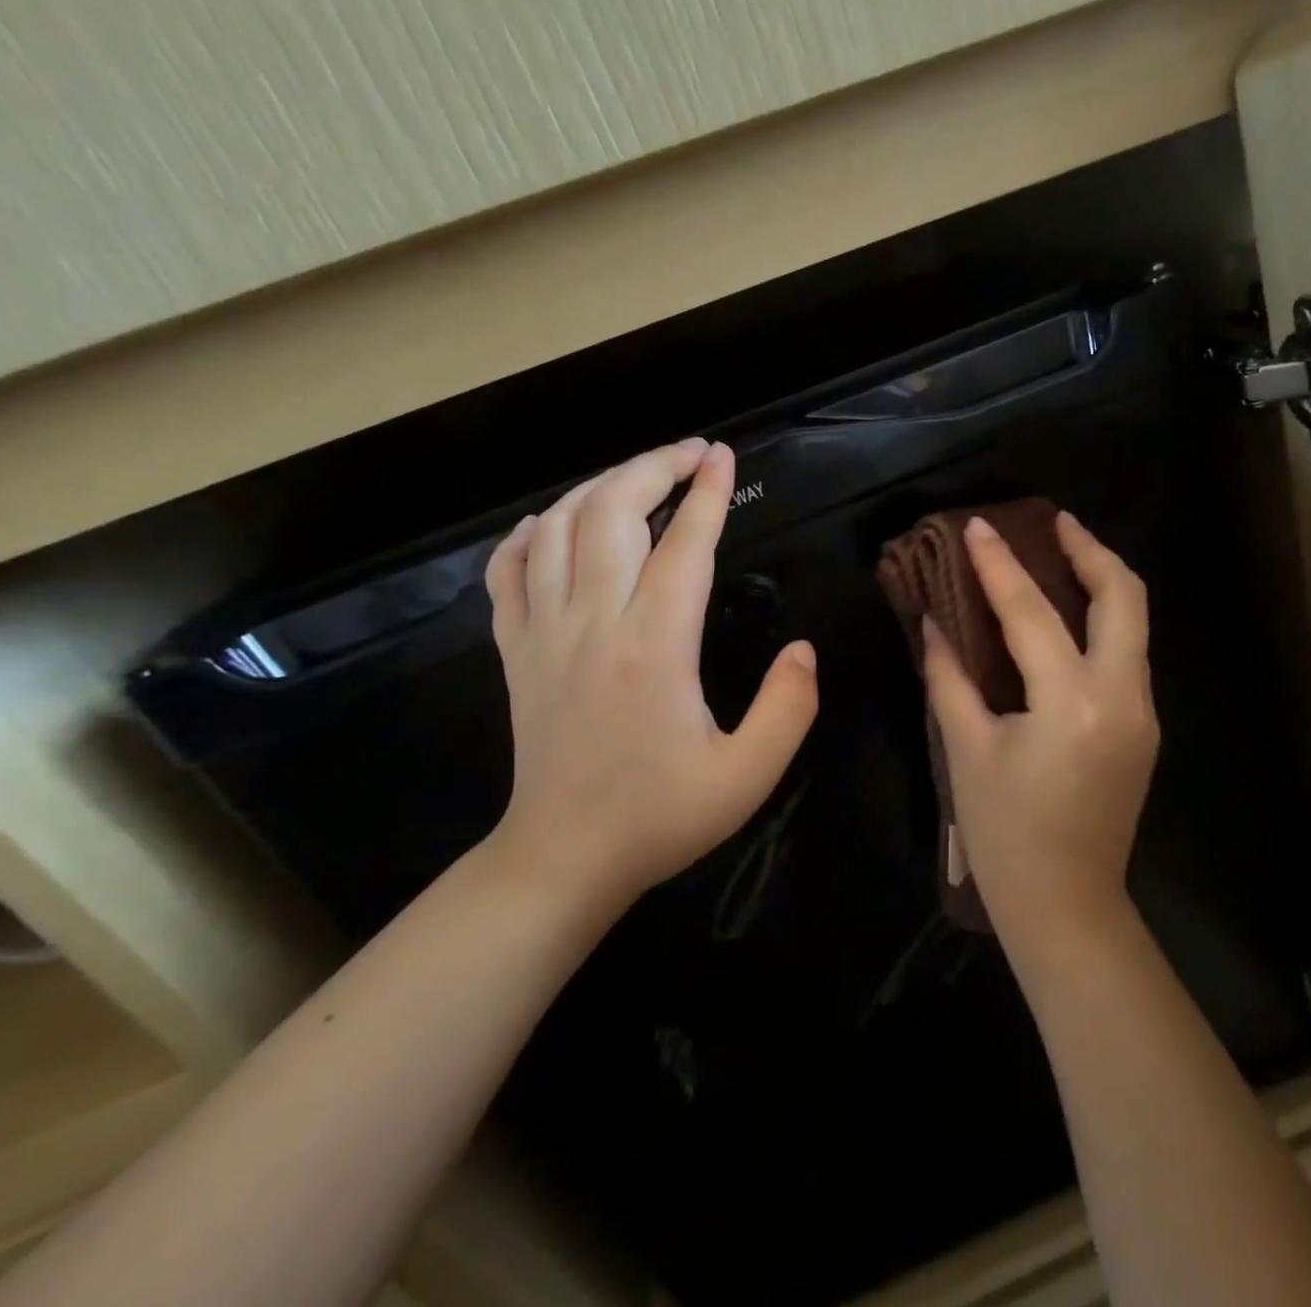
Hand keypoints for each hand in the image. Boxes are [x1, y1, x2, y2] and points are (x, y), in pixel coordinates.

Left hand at [482, 439, 818, 911]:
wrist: (562, 858)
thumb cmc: (660, 816)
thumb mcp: (748, 776)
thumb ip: (788, 708)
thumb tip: (803, 648)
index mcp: (653, 647)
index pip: (684, 546)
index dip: (707, 494)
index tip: (723, 457)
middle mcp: (592, 624)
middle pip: (612, 514)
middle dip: (652, 467)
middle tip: (690, 453)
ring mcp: (543, 633)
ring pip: (558, 528)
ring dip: (598, 487)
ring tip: (638, 477)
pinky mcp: (515, 650)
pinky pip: (507, 570)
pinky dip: (530, 533)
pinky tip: (554, 522)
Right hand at [922, 512, 1158, 943]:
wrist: (1067, 905)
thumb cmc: (1005, 834)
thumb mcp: (968, 750)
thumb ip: (949, 678)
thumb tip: (932, 624)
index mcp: (1071, 702)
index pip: (1032, 613)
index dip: (999, 565)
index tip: (978, 526)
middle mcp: (1122, 696)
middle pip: (1124, 596)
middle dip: (1090, 549)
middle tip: (1054, 522)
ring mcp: (1142, 712)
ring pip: (1135, 622)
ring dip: (1102, 580)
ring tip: (1063, 553)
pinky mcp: (1143, 726)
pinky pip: (1127, 653)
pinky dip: (1102, 620)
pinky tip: (1068, 616)